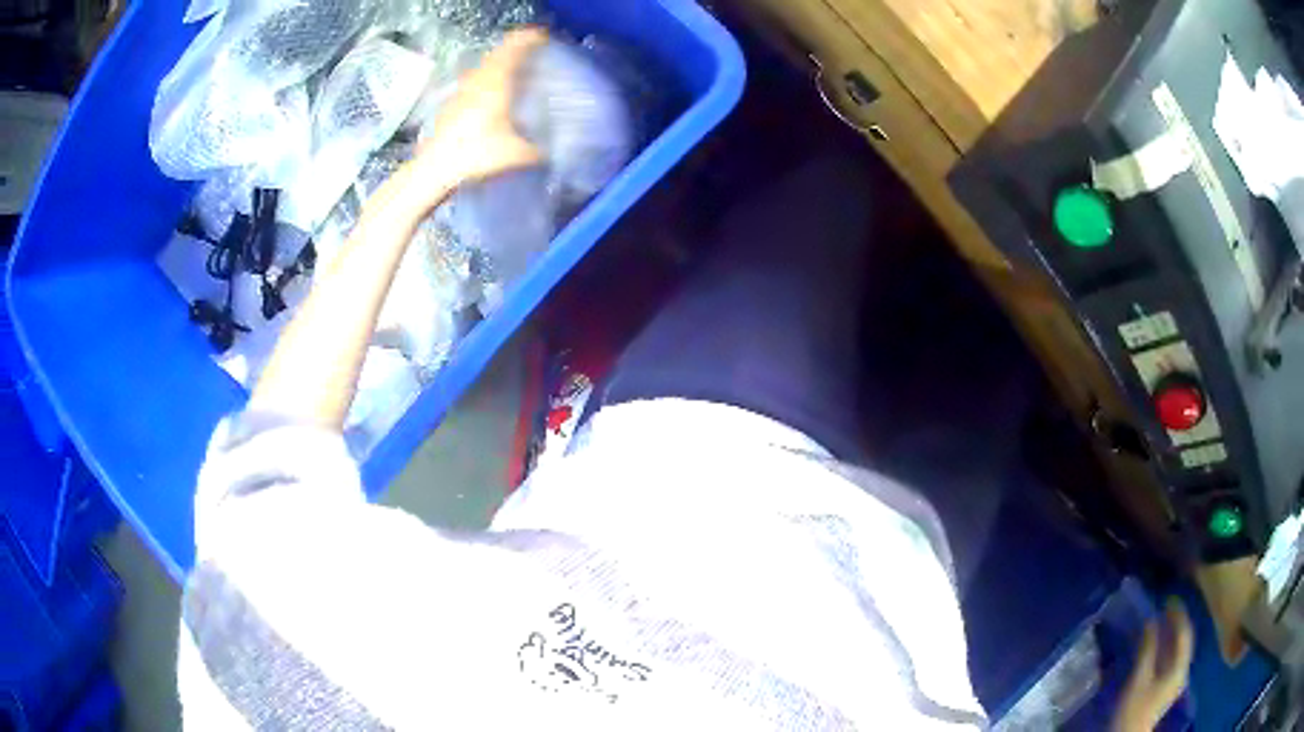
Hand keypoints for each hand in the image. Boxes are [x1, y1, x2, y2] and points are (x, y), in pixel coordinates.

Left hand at [396, 28, 546, 215]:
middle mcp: (479, 78)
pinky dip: (491, 79)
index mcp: (496, 81)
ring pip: (487, 66)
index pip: (515, 46)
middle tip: (538, 56)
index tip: (546, 39)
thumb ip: (541, 147)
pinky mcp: (453, 102)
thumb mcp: (518, 153)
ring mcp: (463, 89)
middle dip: (519, 50)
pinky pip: (477, 80)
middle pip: (501, 53)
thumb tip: (558, 146)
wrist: (435, 170)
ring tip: (520, 74)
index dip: (531, 39)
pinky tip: (498, 96)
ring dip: (503, 65)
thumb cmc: (476, 155)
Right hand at [1112, 599, 1195, 731]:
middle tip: (1166, 607)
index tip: (1168, 599)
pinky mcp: (1169, 686)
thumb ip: (1148, 649)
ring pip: (1181, 649)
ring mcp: (1177, 679)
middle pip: (1186, 640)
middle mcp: (1184, 670)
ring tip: (1163, 622)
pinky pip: (1175, 658)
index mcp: (1180, 666)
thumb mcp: (1139, 679)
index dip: (1178, 614)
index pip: (1185, 633)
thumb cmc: (1134, 708)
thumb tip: (1151, 620)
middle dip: (1178, 622)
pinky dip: (1170, 646)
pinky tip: (1161, 644)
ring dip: (1174, 634)